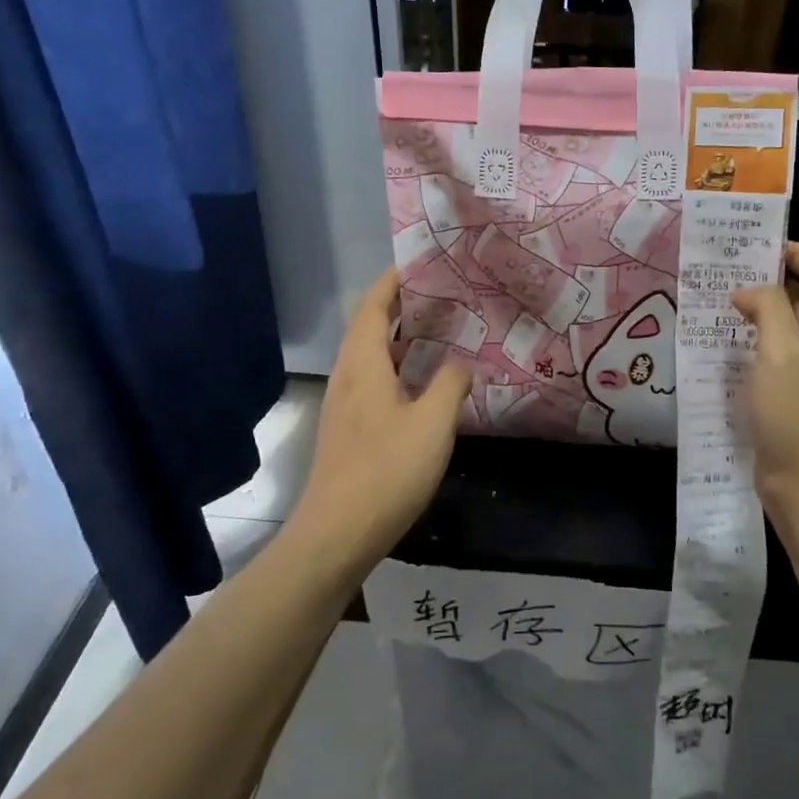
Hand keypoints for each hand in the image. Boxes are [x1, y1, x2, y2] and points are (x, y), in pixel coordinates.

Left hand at [294, 270, 471, 565]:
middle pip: (369, 328)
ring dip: (401, 340)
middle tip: (442, 297)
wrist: (338, 533)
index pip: (373, 306)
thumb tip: (460, 364)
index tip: (420, 265)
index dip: (393, 282)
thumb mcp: (433, 423)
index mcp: (363, 365)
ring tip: (440, 334)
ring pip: (372, 358)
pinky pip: (374, 382)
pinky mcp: (349, 431)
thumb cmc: (387, 470)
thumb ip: (450, 385)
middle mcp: (348, 377)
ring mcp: (345, 406)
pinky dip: (398, 369)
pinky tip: (425, 386)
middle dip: (401, 308)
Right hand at [732, 243, 798, 533]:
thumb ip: (769, 308)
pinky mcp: (796, 395)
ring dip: (761, 313)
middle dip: (775, 281)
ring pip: (790, 328)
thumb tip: (750, 292)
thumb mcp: (781, 353)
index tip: (761, 249)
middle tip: (730, 273)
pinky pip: (778, 356)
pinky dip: (755, 343)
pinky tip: (724, 344)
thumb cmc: (797, 415)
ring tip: (720, 304)